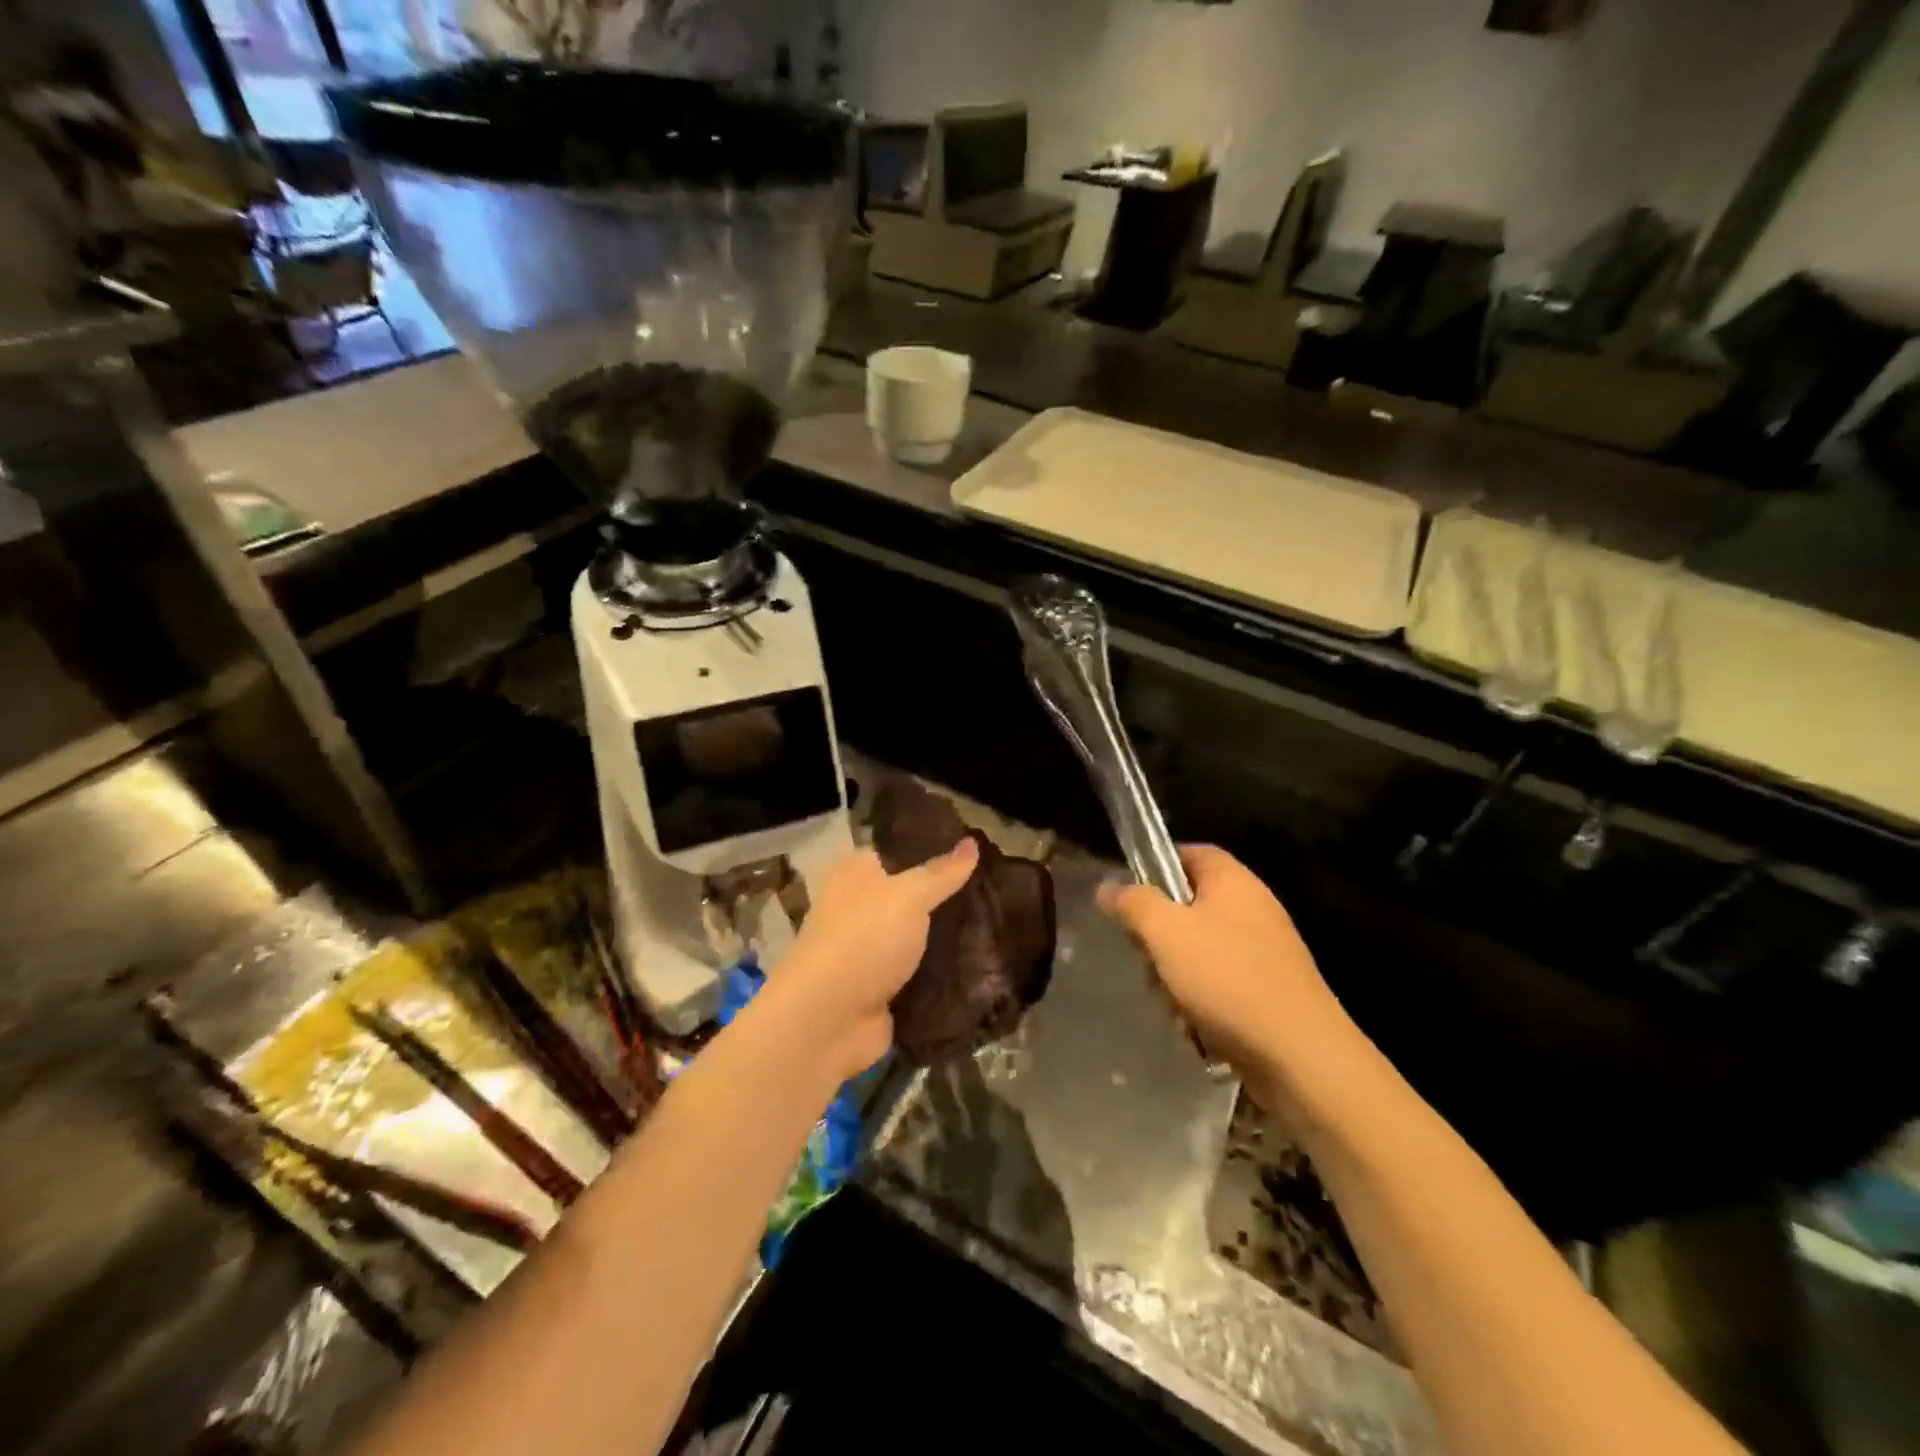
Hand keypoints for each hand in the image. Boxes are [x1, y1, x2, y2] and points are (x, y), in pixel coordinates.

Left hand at [767, 840, 978, 1079]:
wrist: (827, 1020)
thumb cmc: (864, 939)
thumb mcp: (910, 895)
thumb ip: (943, 872)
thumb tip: (972, 842)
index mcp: (855, 873)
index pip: (898, 853)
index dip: (934, 850)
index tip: (977, 854)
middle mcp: (858, 908)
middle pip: (912, 897)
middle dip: (948, 899)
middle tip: (996, 893)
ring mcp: (869, 952)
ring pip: (919, 938)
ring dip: (950, 940)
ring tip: (1000, 928)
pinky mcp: (881, 990)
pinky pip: (921, 976)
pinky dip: (944, 975)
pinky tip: (984, 967)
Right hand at [1097, 846, 1354, 1073]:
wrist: (1301, 1057)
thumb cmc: (1227, 980)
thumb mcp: (1166, 933)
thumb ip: (1133, 903)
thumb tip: (1107, 886)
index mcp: (1232, 881)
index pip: (1188, 853)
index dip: (1155, 868)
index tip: (1129, 900)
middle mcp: (1252, 908)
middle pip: (1187, 907)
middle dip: (1159, 938)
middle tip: (1150, 962)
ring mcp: (1263, 951)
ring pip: (1198, 951)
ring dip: (1176, 978)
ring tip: (1175, 1005)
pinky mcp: (1268, 990)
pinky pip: (1219, 985)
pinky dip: (1202, 1004)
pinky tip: (1197, 1029)